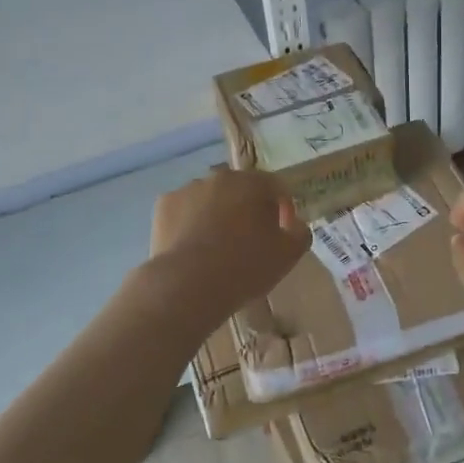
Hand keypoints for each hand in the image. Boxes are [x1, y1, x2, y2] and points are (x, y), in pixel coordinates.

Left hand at [149, 167, 309, 316]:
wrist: (188, 285)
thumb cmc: (245, 267)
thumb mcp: (288, 255)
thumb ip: (300, 232)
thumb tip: (294, 223)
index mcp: (252, 183)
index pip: (275, 186)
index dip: (283, 207)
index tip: (282, 230)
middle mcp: (219, 177)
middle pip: (240, 189)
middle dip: (248, 208)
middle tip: (250, 240)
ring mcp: (188, 188)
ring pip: (210, 198)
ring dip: (217, 213)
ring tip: (217, 246)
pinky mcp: (163, 205)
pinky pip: (185, 210)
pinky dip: (190, 222)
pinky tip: (193, 248)